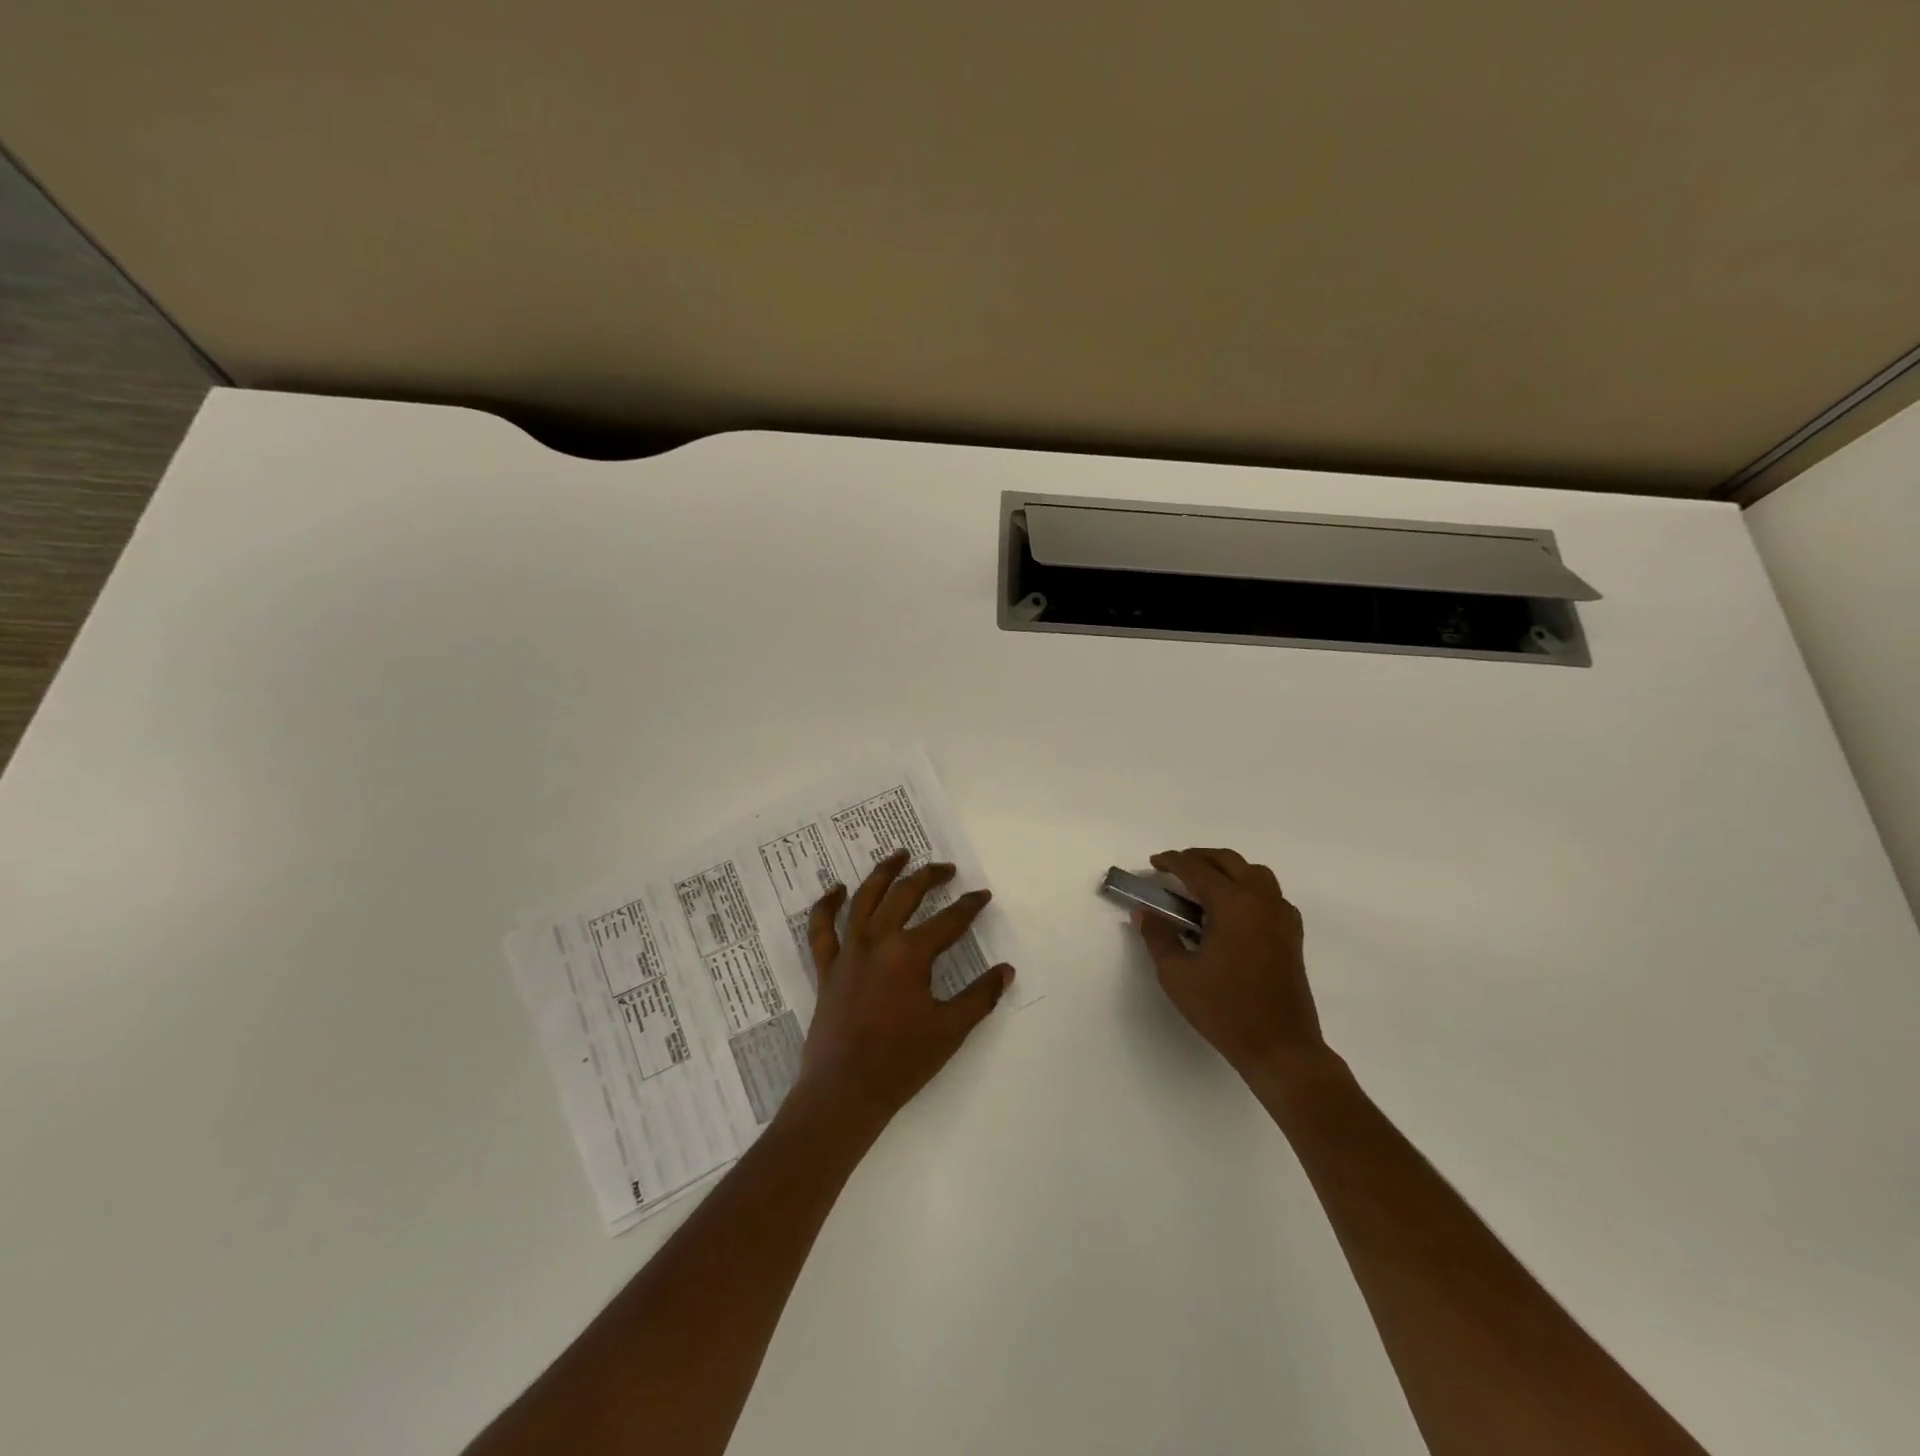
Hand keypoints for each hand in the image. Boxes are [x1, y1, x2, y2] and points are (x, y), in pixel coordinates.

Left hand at [796, 849, 1013, 1125]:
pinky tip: (835, 889)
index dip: (969, 906)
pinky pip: (822, 929)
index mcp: (910, 954)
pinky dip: (826, 905)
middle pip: (905, 895)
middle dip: (929, 876)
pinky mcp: (827, 968)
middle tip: (946, 868)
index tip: (982, 895)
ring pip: (864, 899)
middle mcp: (877, 941)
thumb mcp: (950, 1029)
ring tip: (898, 855)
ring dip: (883, 873)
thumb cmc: (902, 1061)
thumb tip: (1006, 970)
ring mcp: (848, 952)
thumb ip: (980, 996)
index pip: (948, 921)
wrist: (844, 1091)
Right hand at [1133, 848, 1331, 1082]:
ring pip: (1254, 873)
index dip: (1172, 862)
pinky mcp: (1292, 935)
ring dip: (1227, 869)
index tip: (1153, 863)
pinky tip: (1232, 910)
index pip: (1197, 869)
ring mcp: (1281, 916)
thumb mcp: (1177, 975)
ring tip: (1203, 884)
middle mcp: (1261, 901)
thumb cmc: (1225, 1010)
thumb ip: (1158, 937)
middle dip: (1200, 858)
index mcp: (1233, 904)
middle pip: (1229, 861)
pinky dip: (1248, 888)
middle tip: (1174, 868)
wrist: (1281, 1047)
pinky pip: (1269, 894)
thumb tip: (1144, 913)